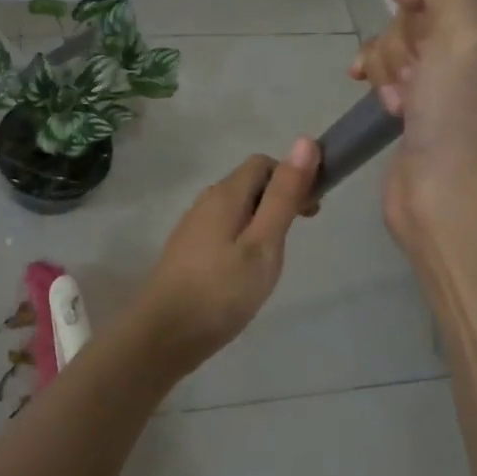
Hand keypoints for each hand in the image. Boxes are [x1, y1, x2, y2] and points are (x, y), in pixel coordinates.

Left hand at [128, 140, 320, 375]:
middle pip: (249, 184)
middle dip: (279, 199)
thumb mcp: (263, 243)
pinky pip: (223, 230)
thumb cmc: (221, 290)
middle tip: (298, 236)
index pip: (263, 164)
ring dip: (262, 220)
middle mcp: (205, 202)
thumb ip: (284, 195)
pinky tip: (248, 270)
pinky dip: (244, 238)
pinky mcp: (188, 251)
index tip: (312, 211)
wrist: (164, 334)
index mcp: (225, 194)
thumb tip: (305, 141)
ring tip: (275, 258)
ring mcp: (193, 227)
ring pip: (236, 209)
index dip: (292, 177)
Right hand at [348, 0, 476, 255]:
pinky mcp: (437, 108)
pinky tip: (375, 93)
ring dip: (393, 61)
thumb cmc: (472, 122)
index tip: (421, 14)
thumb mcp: (467, 31)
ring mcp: (473, 84)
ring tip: (402, 100)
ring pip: (412, 38)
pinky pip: (401, 68)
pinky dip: (383, 77)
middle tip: (419, 73)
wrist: (453, 212)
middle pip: (440, 7)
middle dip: (412, 36)